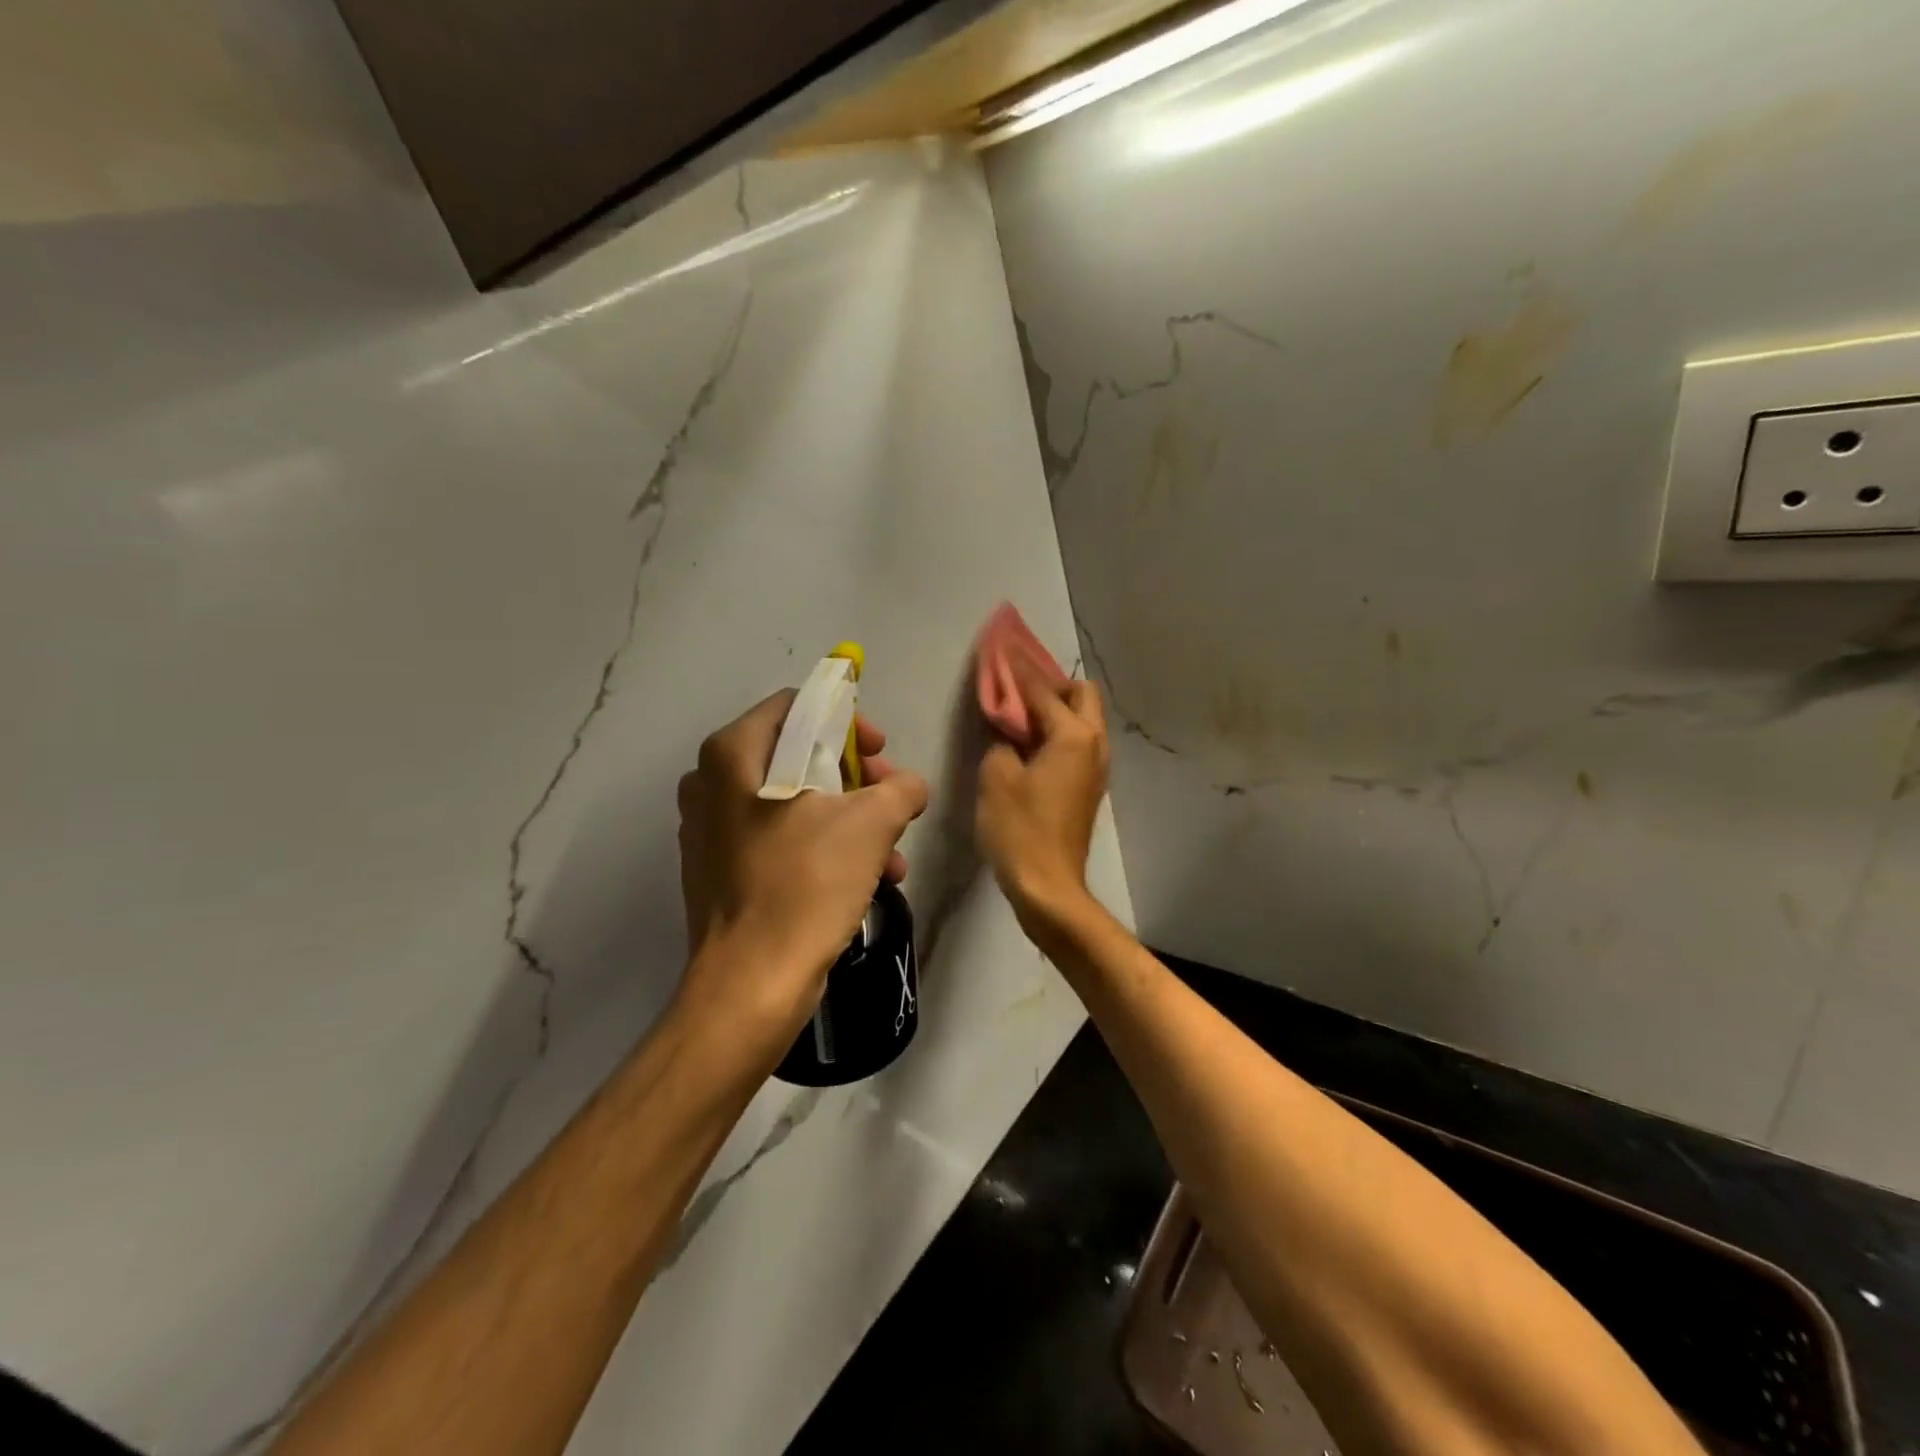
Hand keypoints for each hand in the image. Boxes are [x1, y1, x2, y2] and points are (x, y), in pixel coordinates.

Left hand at [676, 690, 929, 1041]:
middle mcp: (710, 785)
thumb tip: (909, 787)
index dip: (847, 722)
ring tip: (892, 850)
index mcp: (732, 755)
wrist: (752, 985)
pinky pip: (781, 840)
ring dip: (849, 819)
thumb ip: (901, 788)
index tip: (881, 753)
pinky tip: (868, 878)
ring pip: (794, 802)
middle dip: (856, 778)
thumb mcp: (871, 823)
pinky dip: (824, 848)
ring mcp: (711, 832)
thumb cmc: (805, 884)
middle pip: (798, 754)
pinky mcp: (722, 873)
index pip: (797, 706)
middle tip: (891, 800)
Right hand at [976, 663, 1109, 935]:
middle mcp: (1095, 744)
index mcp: (1074, 735)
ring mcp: (1097, 767)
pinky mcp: (1090, 786)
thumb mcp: (997, 776)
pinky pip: (1078, 743)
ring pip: (1083, 720)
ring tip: (1020, 716)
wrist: (1048, 885)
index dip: (1017, 669)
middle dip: (1050, 685)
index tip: (1001, 647)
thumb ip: (1001, 739)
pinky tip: (1029, 745)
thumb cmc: (1019, 828)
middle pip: (1081, 695)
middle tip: (1016, 691)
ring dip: (1056, 709)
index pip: (1042, 690)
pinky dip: (1058, 733)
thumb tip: (1007, 729)